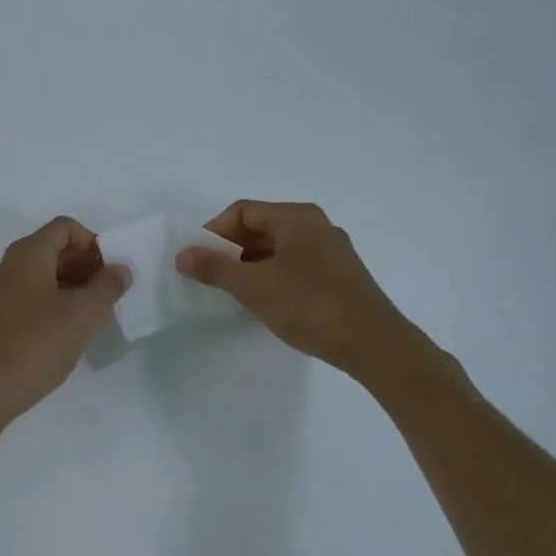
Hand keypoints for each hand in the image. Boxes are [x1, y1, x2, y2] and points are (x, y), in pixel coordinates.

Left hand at [0, 217, 128, 426]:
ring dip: (69, 285)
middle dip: (84, 265)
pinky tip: (64, 332)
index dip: (92, 243)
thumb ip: (107, 287)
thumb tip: (120, 269)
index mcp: (27, 254)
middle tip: (106, 295)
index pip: (64, 227)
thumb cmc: (35, 346)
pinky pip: (27, 295)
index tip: (109, 273)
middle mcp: (7, 265)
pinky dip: (50, 302)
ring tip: (90, 316)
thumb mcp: (82, 316)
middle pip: (52, 248)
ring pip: (40, 274)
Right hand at [175, 200, 415, 372]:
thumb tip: (181, 255)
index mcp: (296, 217)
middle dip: (231, 249)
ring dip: (251, 265)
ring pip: (278, 248)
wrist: (373, 344)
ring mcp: (331, 250)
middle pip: (261, 227)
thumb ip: (214, 268)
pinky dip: (273, 276)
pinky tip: (266, 302)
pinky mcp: (340, 275)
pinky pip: (296, 265)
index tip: (198, 259)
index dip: (214, 231)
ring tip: (234, 293)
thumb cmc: (309, 305)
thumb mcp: (254, 286)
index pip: (242, 211)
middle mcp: (315, 225)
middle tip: (212, 277)